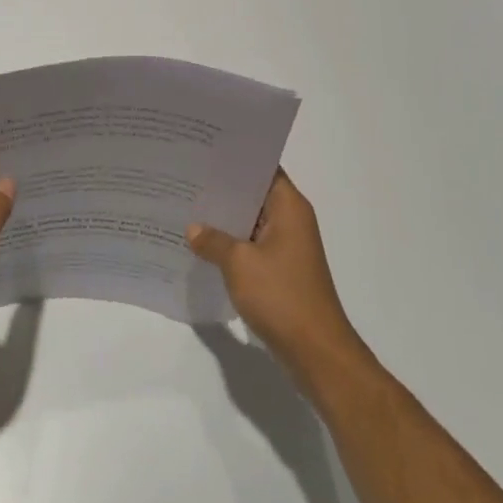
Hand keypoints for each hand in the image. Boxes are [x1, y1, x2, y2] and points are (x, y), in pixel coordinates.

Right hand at [187, 170, 366, 396]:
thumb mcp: (239, 264)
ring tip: (186, 207)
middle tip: (185, 178)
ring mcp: (288, 246)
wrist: (316, 352)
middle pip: (254, 194)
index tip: (203, 151)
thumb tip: (193, 229)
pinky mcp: (282, 270)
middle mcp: (292, 220)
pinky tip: (202, 246)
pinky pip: (252, 246)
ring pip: (251, 221)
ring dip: (225, 219)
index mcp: (289, 207)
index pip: (262, 168)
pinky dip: (231, 244)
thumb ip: (213, 240)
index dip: (235, 159)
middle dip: (222, 189)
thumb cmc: (281, 296)